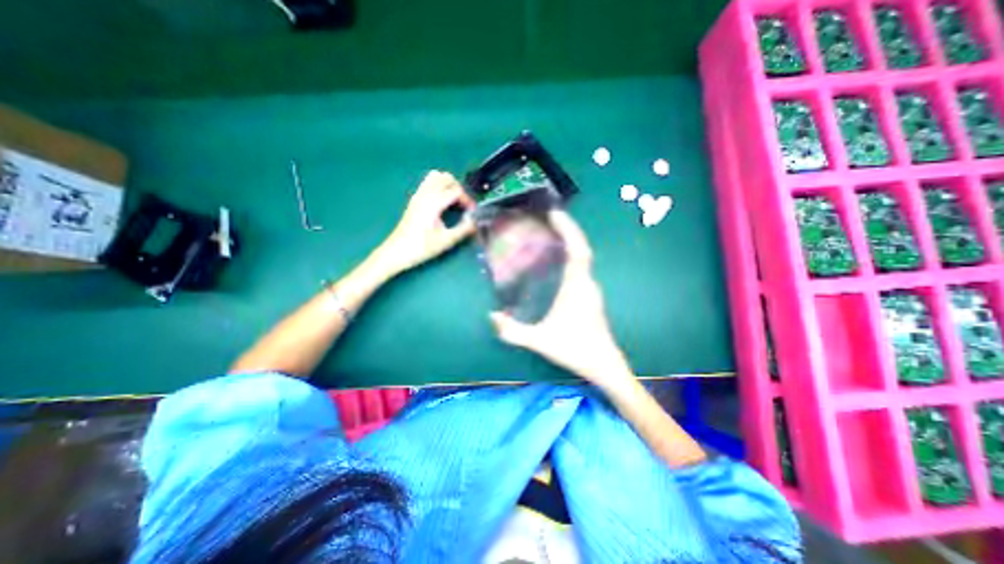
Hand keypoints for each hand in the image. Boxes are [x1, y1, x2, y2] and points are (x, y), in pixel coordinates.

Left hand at [382, 169, 477, 271]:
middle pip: (446, 178)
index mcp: (433, 203)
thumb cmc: (421, 248)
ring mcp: (418, 195)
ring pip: (436, 177)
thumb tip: (476, 221)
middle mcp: (425, 194)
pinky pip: (428, 183)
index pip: (456, 191)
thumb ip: (464, 229)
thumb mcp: (446, 241)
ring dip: (448, 185)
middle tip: (464, 206)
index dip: (468, 200)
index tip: (472, 213)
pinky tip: (442, 204)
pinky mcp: (414, 199)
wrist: (397, 252)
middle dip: (459, 189)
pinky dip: (439, 187)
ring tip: (454, 202)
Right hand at [491, 209, 628, 390]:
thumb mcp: (540, 341)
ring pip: (583, 258)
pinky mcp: (590, 296)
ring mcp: (591, 289)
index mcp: (577, 287)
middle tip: (549, 218)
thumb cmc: (575, 349)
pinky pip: (582, 268)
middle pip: (581, 248)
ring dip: (571, 242)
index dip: (569, 229)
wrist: (604, 365)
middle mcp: (587, 283)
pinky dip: (572, 256)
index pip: (578, 250)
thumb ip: (514, 332)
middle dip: (568, 230)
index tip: (556, 213)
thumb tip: (492, 316)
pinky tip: (559, 261)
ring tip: (552, 234)